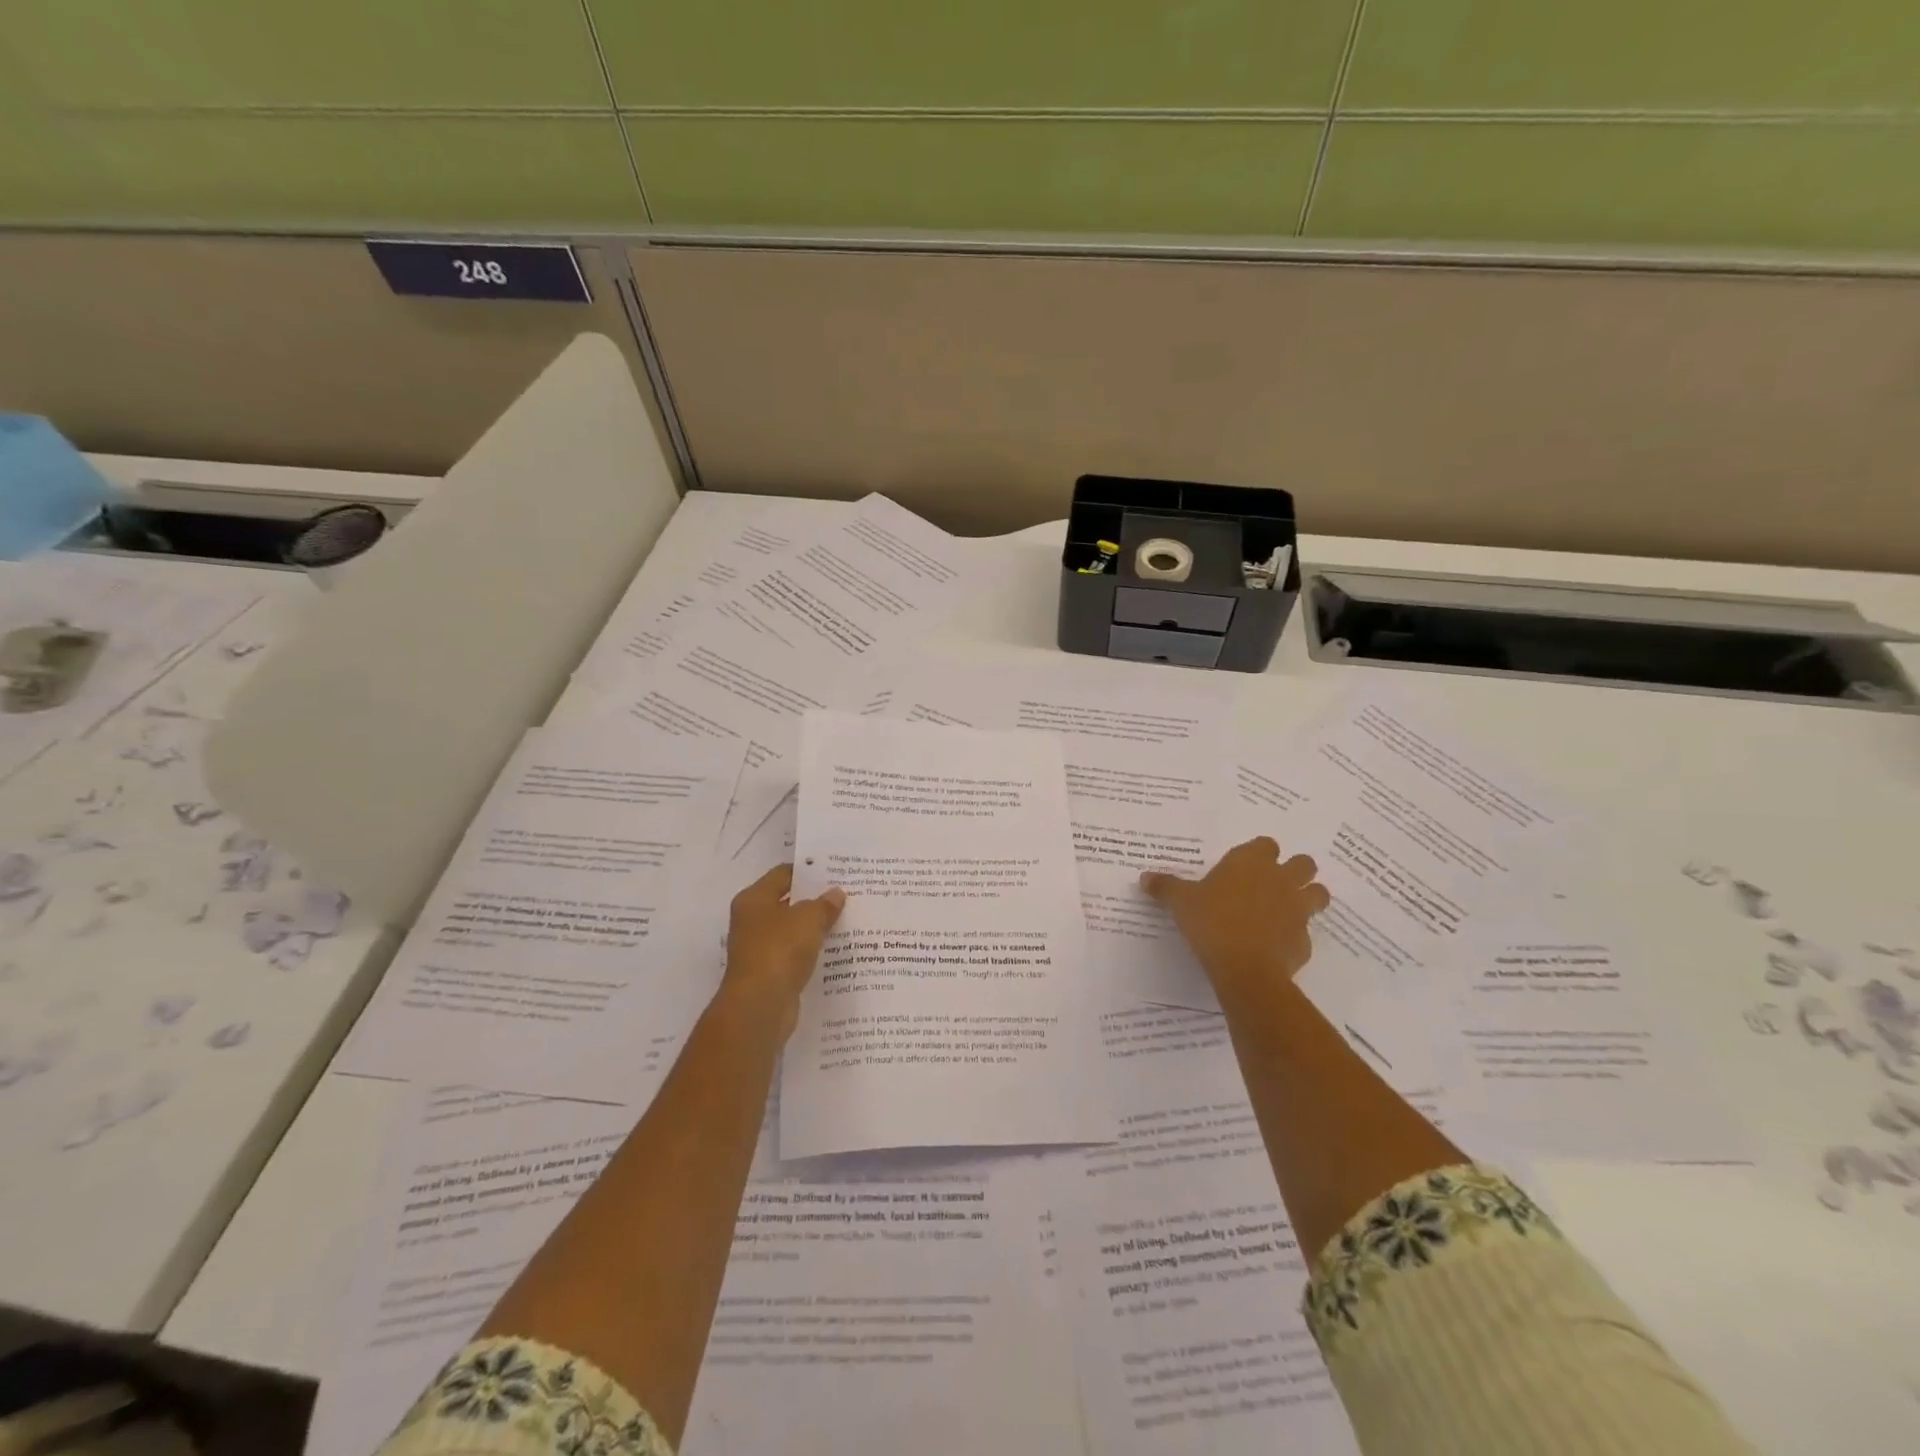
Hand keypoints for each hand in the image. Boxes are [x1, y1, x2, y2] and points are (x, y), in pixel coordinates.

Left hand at [720, 864, 845, 1035]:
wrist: (760, 1006)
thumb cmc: (779, 950)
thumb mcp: (808, 919)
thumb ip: (824, 904)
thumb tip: (836, 894)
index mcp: (753, 900)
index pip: (783, 874)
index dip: (808, 870)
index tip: (835, 871)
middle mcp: (752, 922)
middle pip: (788, 903)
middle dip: (815, 900)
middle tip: (847, 894)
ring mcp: (760, 949)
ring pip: (793, 931)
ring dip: (815, 928)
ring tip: (848, 920)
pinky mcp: (771, 974)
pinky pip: (796, 956)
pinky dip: (813, 952)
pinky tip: (837, 949)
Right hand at [1141, 837, 1328, 1002]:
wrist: (1245, 968)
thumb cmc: (1211, 921)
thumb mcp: (1180, 902)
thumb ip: (1165, 887)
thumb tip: (1144, 878)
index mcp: (1251, 862)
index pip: (1266, 844)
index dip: (1259, 853)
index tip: (1245, 866)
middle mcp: (1280, 879)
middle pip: (1304, 863)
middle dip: (1295, 870)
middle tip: (1273, 884)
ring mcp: (1298, 910)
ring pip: (1318, 894)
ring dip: (1307, 898)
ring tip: (1285, 910)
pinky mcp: (1305, 940)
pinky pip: (1305, 933)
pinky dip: (1294, 936)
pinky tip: (1275, 945)